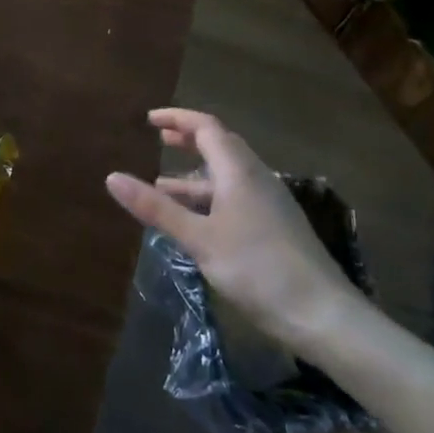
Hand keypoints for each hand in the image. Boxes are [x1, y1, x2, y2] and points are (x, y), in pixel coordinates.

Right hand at [105, 108, 364, 344]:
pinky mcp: (274, 226)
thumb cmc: (256, 268)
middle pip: (220, 146)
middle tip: (160, 139)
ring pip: (227, 175)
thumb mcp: (199, 238)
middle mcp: (256, 177)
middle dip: (188, 140)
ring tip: (163, 185)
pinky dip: (209, 197)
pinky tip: (195, 221)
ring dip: (195, 175)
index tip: (150, 119)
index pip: (206, 128)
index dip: (178, 118)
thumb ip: (156, 208)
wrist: (321, 314)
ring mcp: (269, 203)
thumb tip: (112, 177)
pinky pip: (235, 196)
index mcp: (239, 170)